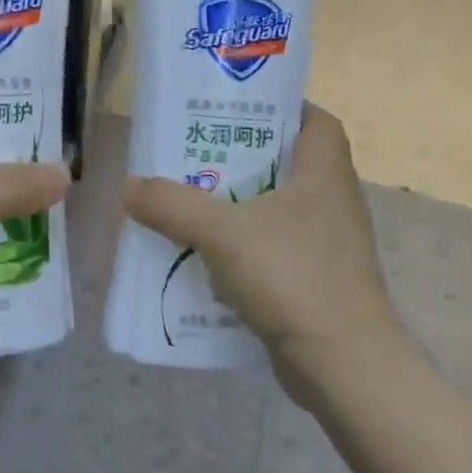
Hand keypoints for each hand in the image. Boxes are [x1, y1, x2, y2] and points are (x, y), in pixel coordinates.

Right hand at [121, 105, 407, 402]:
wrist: (342, 366)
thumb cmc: (292, 276)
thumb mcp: (220, 231)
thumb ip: (170, 204)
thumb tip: (128, 186)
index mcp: (323, 174)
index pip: (314, 120)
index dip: (280, 106)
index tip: (234, 107)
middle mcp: (331, 201)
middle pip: (285, 161)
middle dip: (240, 154)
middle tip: (192, 149)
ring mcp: (326, 244)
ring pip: (275, 206)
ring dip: (235, 201)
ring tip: (188, 196)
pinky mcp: (315, 280)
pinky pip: (272, 246)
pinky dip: (241, 243)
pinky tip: (203, 251)